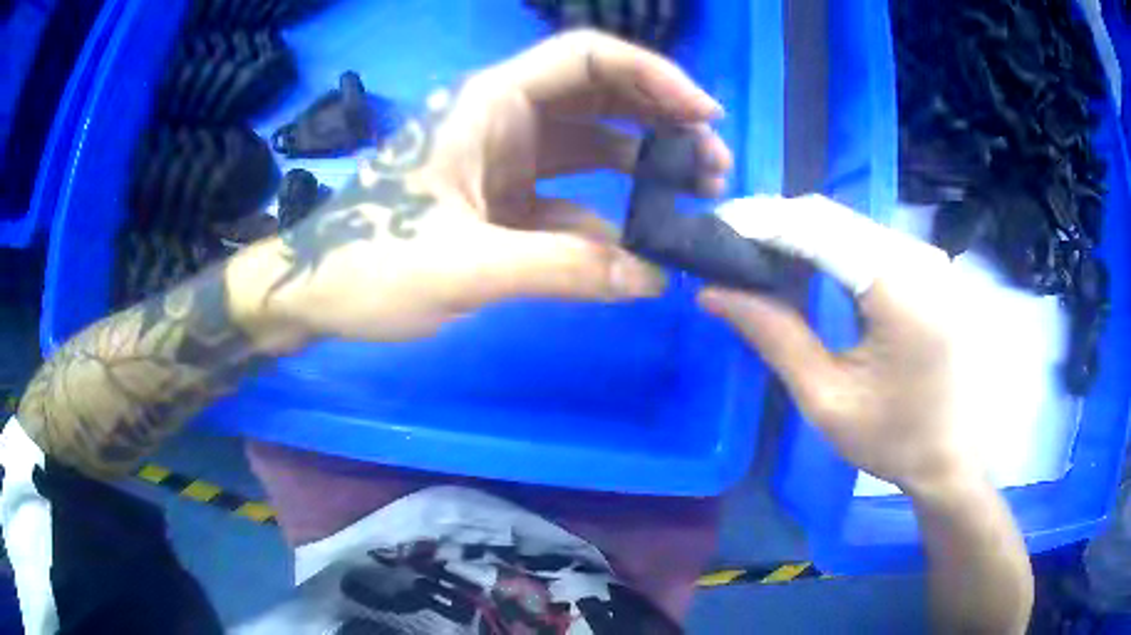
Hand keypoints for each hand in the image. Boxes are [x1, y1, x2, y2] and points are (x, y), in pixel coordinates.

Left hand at [243, 30, 731, 343]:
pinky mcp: (503, 204)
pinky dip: (608, 219)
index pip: (585, 57)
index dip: (651, 74)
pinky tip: (638, 247)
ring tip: (695, 195)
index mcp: (488, 105)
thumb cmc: (368, 264)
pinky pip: (571, 200)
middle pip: (600, 96)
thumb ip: (559, 270)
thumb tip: (649, 280)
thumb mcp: (461, 266)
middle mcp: (503, 120)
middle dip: (662, 120)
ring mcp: (505, 163)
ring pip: (592, 146)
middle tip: (713, 164)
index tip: (702, 114)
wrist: (315, 294)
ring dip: (644, 165)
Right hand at [700, 195, 970, 491]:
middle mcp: (920, 258)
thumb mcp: (826, 399)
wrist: (949, 453)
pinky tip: (798, 260)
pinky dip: (826, 243)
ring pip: (848, 222)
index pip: (821, 231)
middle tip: (725, 240)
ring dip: (799, 230)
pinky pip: (866, 239)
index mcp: (902, 294)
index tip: (715, 226)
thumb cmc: (892, 439)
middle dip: (776, 222)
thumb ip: (774, 337)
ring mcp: (927, 256)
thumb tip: (713, 293)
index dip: (764, 222)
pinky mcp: (927, 264)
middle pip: (834, 217)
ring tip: (752, 249)